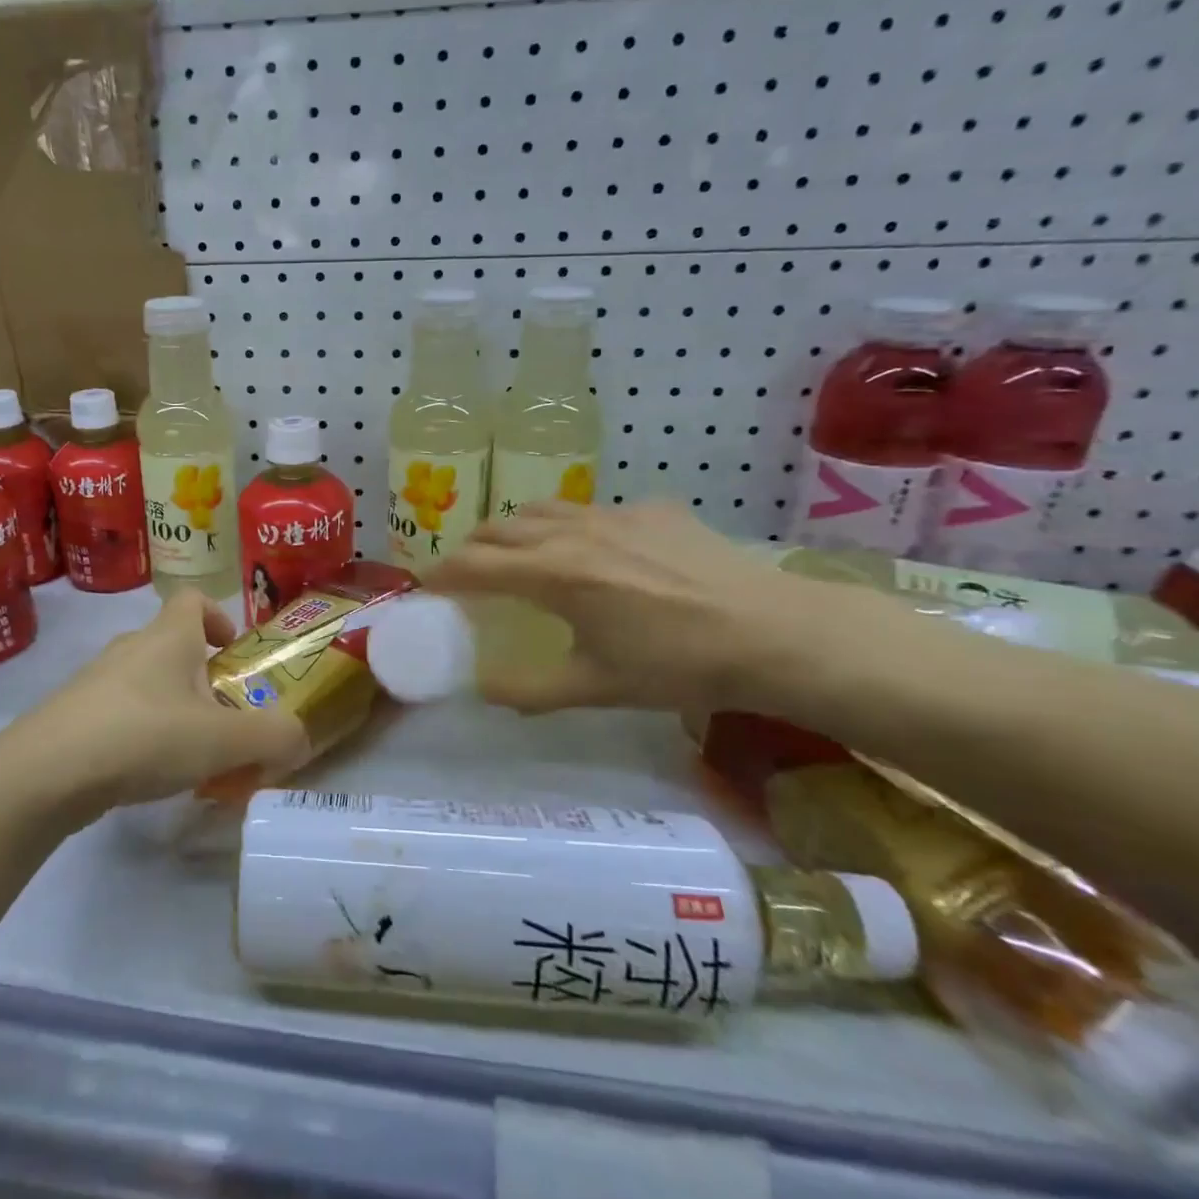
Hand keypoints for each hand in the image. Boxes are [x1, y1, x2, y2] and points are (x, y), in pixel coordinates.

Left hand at [14, 590, 310, 810]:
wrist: (46, 773)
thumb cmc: (145, 735)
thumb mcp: (223, 739)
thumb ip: (272, 737)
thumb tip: (299, 738)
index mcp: (167, 637)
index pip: (192, 598)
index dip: (218, 616)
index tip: (233, 652)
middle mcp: (130, 648)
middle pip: (172, 646)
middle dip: (202, 678)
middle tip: (224, 720)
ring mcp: (96, 681)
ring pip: (146, 683)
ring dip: (173, 709)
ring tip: (190, 757)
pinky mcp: (73, 716)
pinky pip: (120, 714)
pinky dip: (141, 734)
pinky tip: (147, 775)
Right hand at [428, 500, 849, 713]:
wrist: (775, 633)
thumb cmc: (678, 666)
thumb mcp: (597, 688)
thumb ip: (529, 689)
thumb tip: (482, 690)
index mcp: (553, 574)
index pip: (474, 564)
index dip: (442, 573)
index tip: (424, 583)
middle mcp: (573, 532)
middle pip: (501, 528)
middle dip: (473, 547)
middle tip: (467, 571)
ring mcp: (615, 514)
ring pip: (544, 509)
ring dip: (516, 529)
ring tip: (518, 551)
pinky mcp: (654, 509)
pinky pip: (595, 510)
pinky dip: (574, 527)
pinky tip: (598, 551)